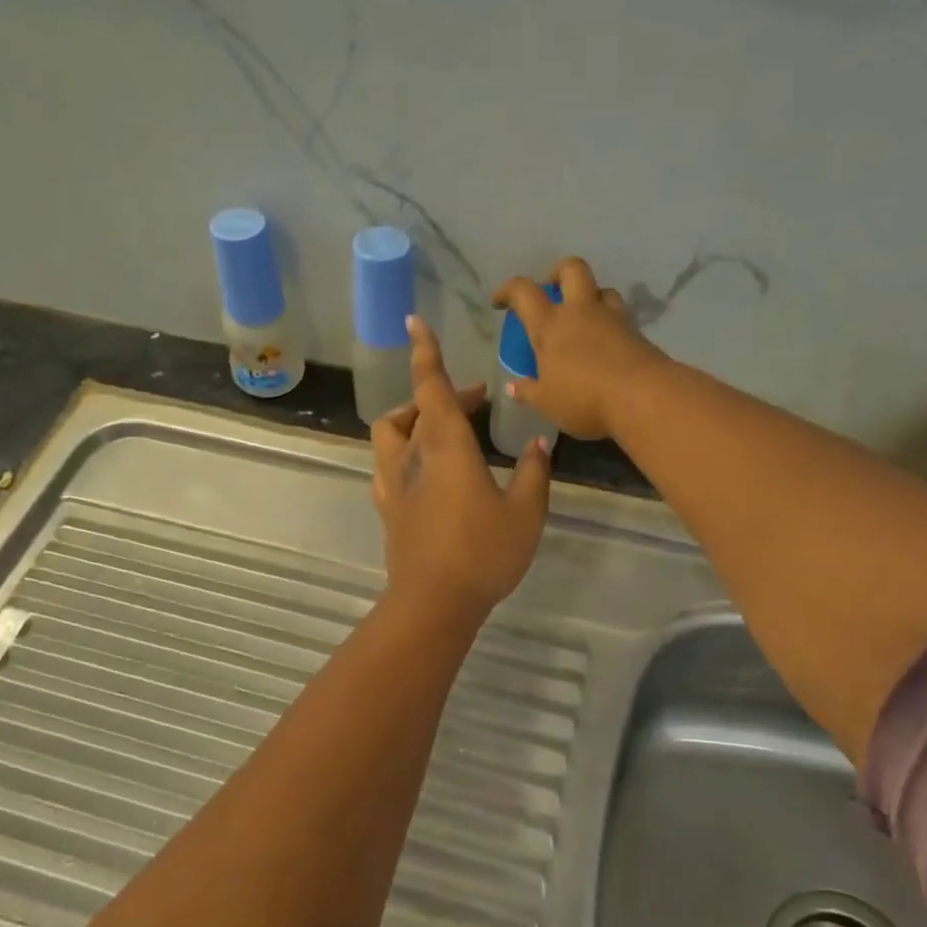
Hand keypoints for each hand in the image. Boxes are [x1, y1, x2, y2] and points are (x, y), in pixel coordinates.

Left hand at [371, 315, 551, 618]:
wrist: (433, 603)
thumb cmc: (483, 553)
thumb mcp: (525, 512)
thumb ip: (533, 472)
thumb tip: (539, 443)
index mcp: (445, 446)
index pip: (431, 386)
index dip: (426, 352)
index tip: (416, 323)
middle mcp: (412, 455)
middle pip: (415, 407)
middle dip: (442, 392)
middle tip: (477, 399)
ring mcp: (393, 483)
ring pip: (392, 433)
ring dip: (415, 418)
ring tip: (445, 429)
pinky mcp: (388, 508)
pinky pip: (388, 464)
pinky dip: (405, 450)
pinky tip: (427, 469)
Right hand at [493, 257, 667, 440]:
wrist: (643, 397)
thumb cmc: (584, 399)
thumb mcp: (547, 402)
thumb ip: (528, 392)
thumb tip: (514, 387)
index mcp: (550, 325)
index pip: (523, 292)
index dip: (507, 290)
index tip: (499, 301)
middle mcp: (580, 311)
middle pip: (571, 268)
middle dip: (557, 272)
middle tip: (550, 291)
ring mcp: (612, 317)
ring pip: (600, 289)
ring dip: (589, 296)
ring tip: (582, 318)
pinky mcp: (636, 330)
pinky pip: (619, 314)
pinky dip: (608, 321)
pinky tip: (604, 342)